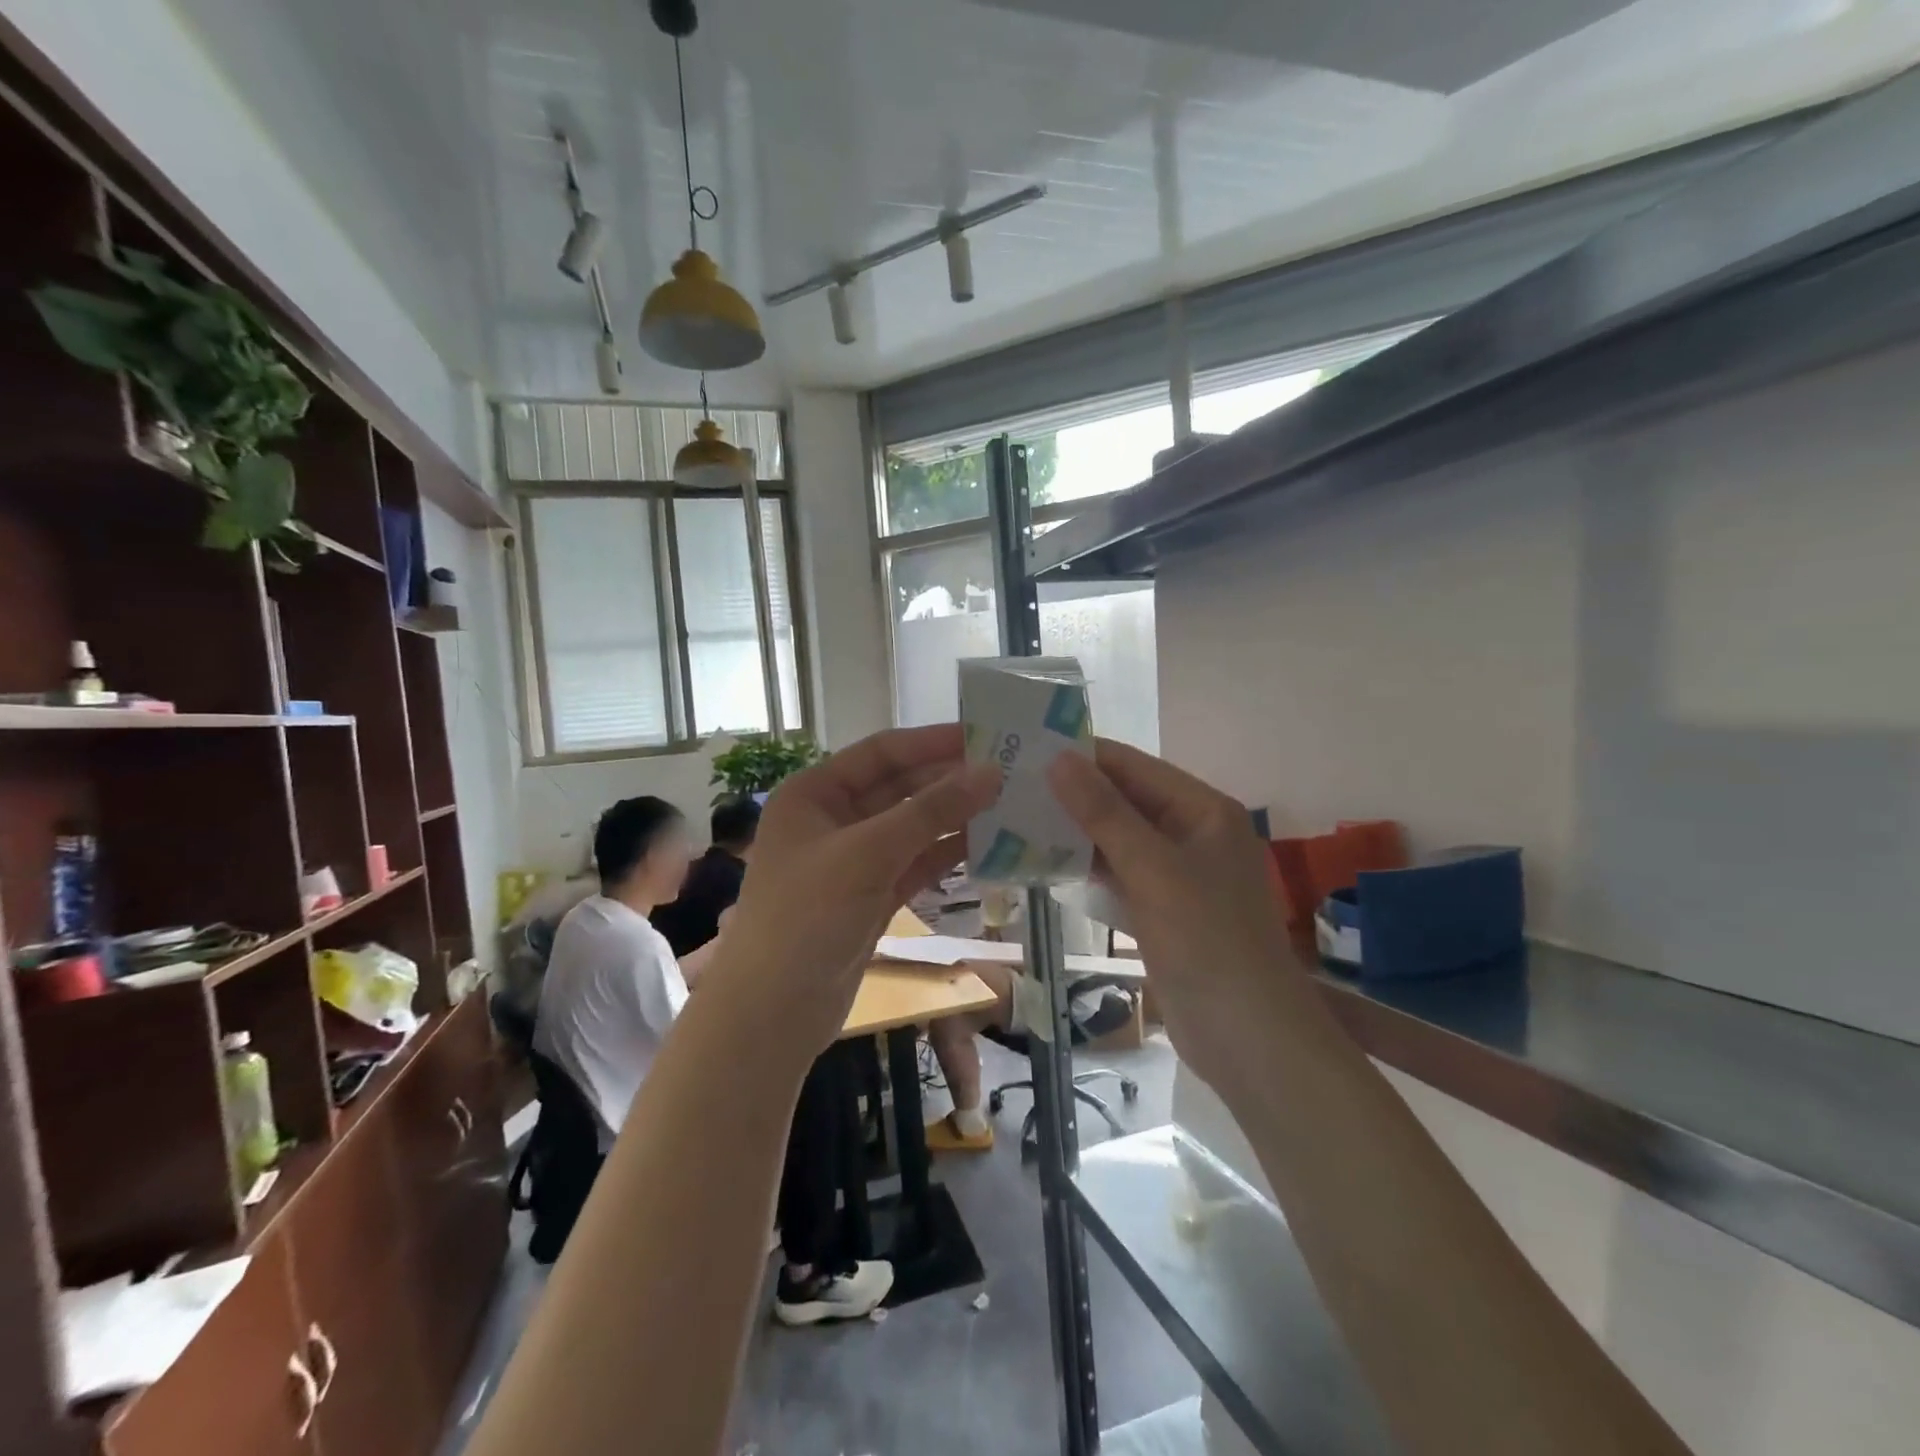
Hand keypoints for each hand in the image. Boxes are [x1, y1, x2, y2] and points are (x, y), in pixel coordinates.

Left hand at [706, 725, 999, 1056]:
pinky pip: (916, 863)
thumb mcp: (868, 854)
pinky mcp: (872, 896)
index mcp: (815, 793)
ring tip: (1010, 805)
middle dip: (950, 781)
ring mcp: (854, 860)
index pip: (882, 752)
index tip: (987, 735)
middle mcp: (833, 819)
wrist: (773, 1014)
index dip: (933, 742)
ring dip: (955, 818)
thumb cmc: (808, 917)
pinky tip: (989, 846)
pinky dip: (948, 855)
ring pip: (913, 827)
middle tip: (1010, 772)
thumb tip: (991, 772)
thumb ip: (931, 812)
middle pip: (900, 788)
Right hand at [1049, 740, 1309, 1093]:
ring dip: (1076, 831)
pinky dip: (1087, 867)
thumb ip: (1104, 812)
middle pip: (1126, 800)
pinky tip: (1046, 863)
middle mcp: (1193, 832)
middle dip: (1074, 794)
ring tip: (1017, 818)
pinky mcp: (1163, 908)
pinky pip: (1120, 874)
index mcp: (1203, 810)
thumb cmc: (1206, 941)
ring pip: (1119, 838)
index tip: (1026, 752)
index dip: (1083, 756)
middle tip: (1012, 787)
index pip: (1134, 766)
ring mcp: (1178, 873)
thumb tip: (1059, 759)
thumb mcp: (1152, 869)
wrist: (1247, 1038)